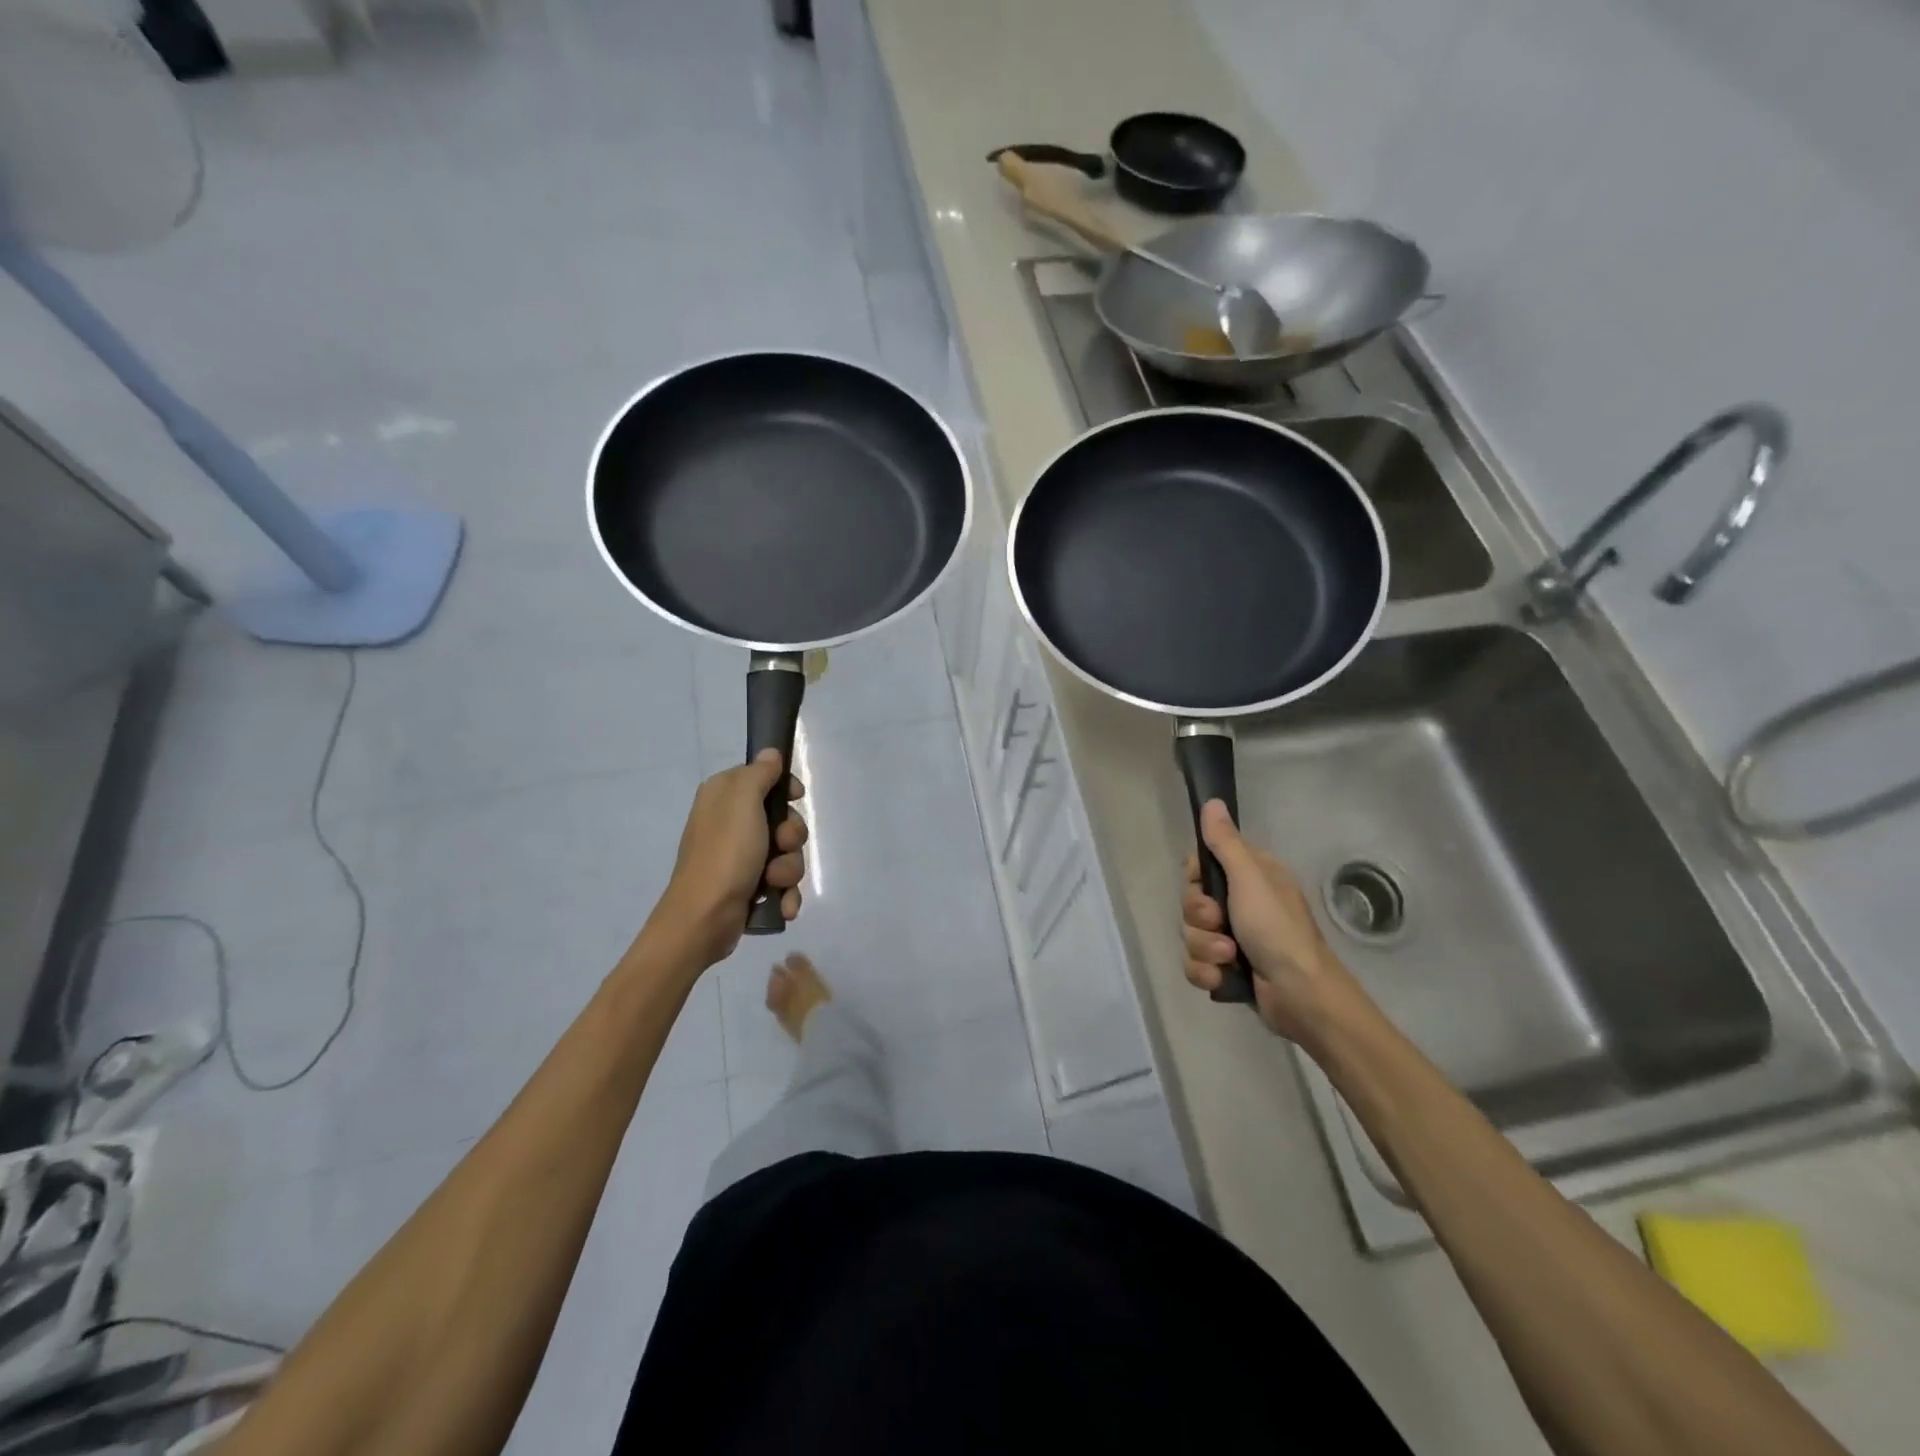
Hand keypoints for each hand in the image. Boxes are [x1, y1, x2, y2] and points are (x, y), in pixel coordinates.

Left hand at [652, 750, 807, 968]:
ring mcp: (740, 857)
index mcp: (723, 797)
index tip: (795, 798)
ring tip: (774, 883)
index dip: (784, 789)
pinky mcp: (748, 887)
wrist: (704, 919)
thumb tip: (770, 753)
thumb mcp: (742, 802)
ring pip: (786, 853)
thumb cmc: (724, 854)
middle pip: (782, 819)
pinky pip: (781, 883)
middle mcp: (730, 823)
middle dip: (791, 836)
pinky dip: (785, 894)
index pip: (764, 778)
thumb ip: (759, 774)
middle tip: (781, 845)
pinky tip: (782, 904)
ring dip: (788, 869)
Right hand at [1180, 800, 1366, 1048]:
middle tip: (1221, 923)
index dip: (1195, 879)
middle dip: (1200, 918)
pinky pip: (1195, 963)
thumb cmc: (1278, 930)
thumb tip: (1213, 802)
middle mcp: (1241, 903)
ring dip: (1205, 948)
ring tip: (1229, 957)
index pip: (1202, 866)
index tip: (1204, 886)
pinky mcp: (1227, 968)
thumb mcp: (1250, 879)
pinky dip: (1206, 971)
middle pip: (1192, 901)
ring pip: (1191, 934)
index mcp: (1250, 877)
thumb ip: (1225, 842)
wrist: (1302, 996)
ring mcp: (1233, 937)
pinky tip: (1222, 977)